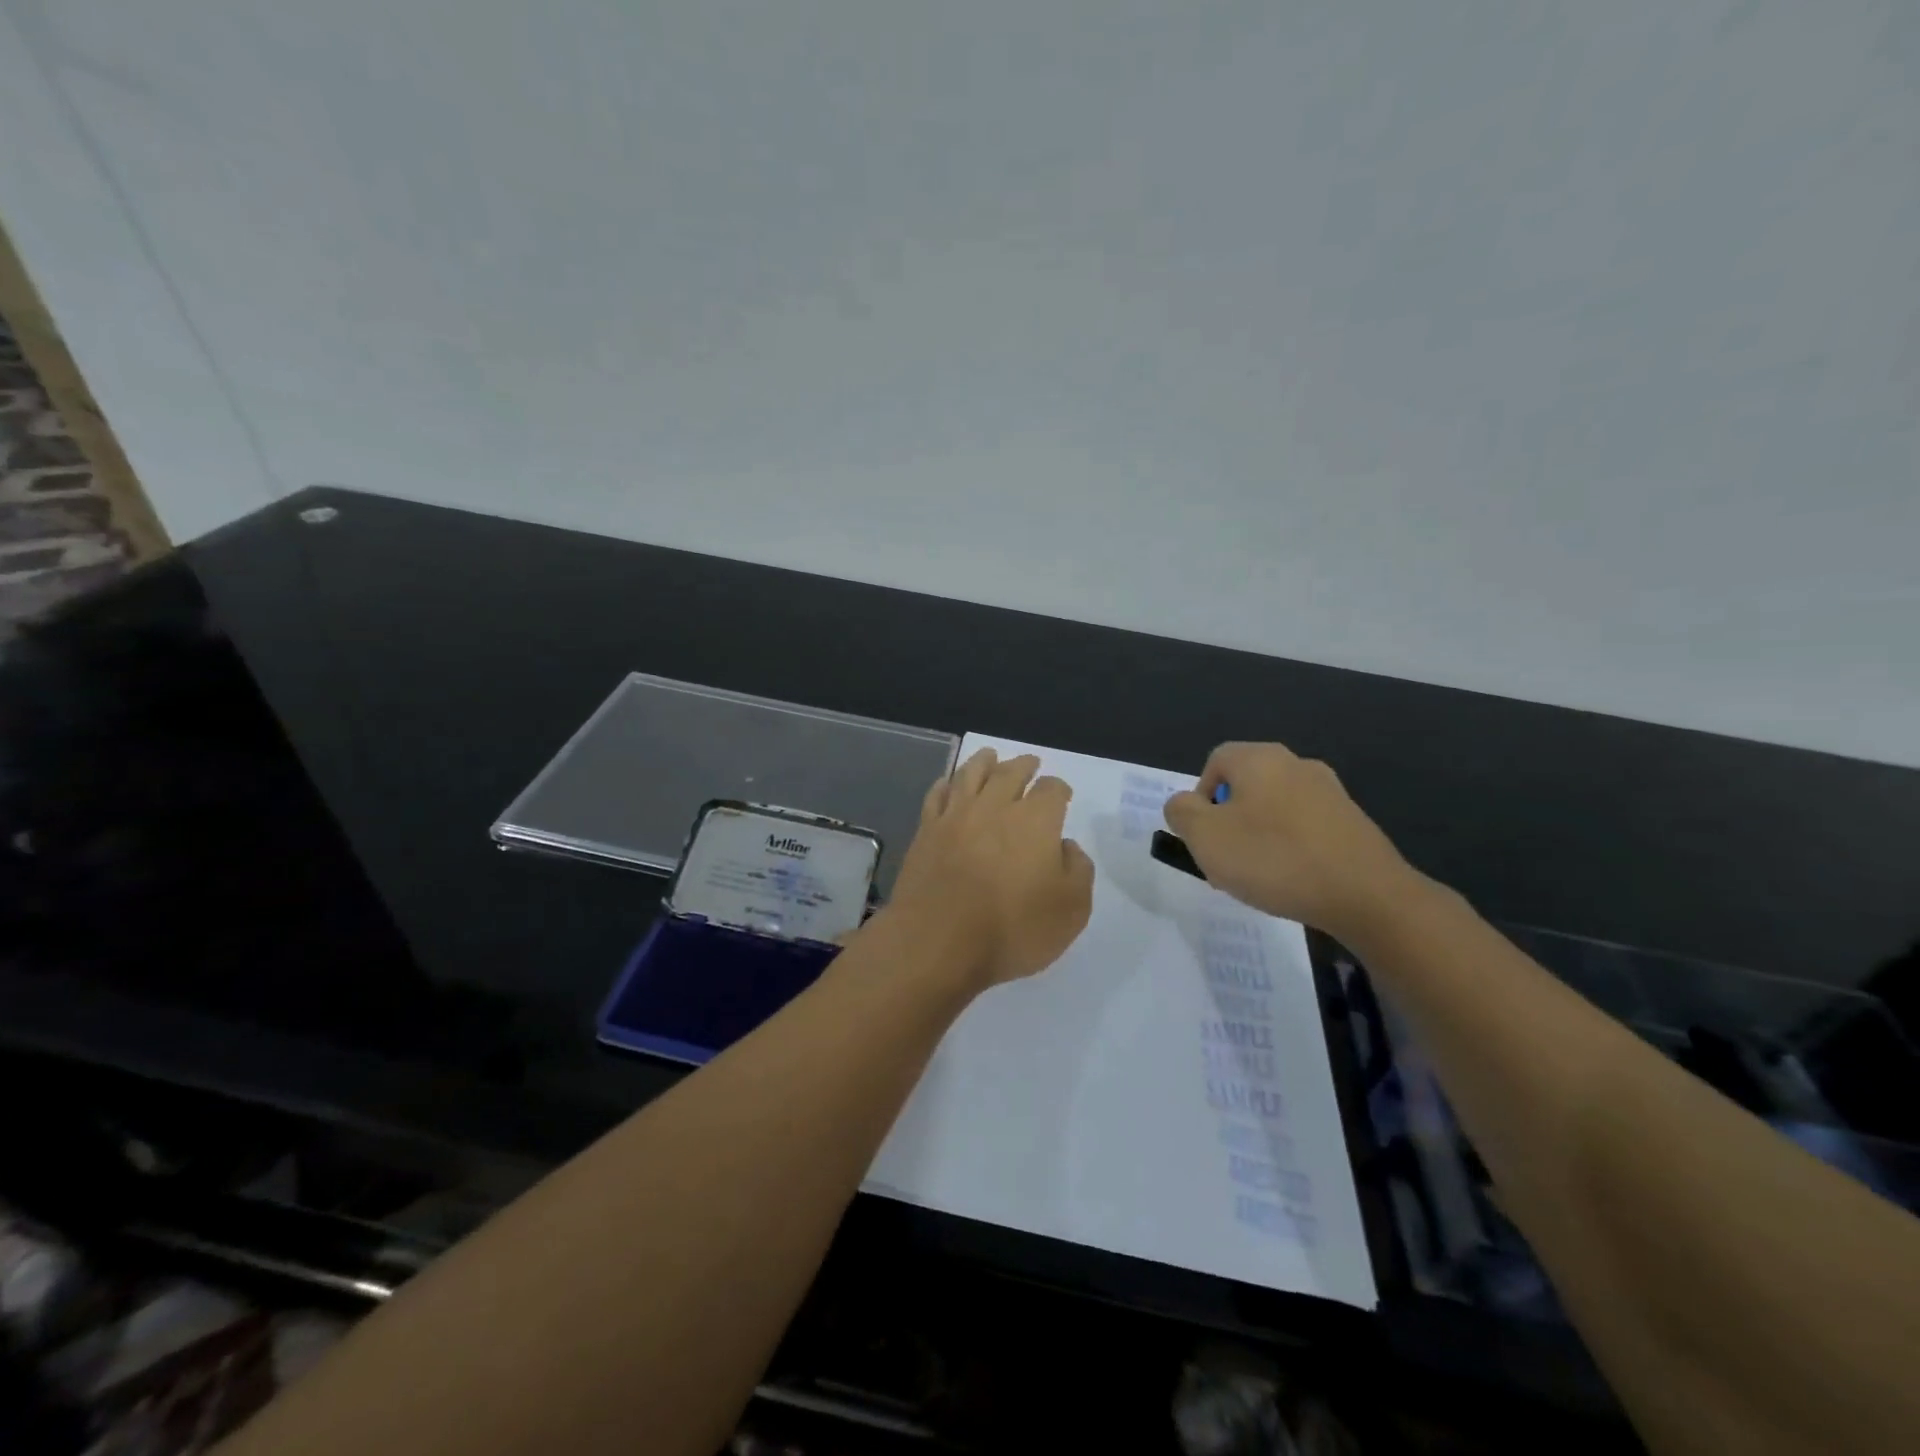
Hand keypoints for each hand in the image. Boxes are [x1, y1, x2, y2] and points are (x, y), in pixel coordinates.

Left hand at [885, 748, 1094, 990]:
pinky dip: (947, 783)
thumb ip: (1078, 871)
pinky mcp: (926, 831)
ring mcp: (955, 816)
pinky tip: (949, 784)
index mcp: (1035, 820)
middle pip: (1010, 773)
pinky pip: (937, 795)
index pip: (1052, 790)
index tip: (1062, 795)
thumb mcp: (1071, 910)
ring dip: (984, 762)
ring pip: (971, 774)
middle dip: (1024, 766)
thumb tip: (1065, 846)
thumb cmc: (1012, 929)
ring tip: (990, 756)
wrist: (938, 941)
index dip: (1059, 789)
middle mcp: (995, 806)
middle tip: (1030, 764)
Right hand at [1162, 742, 1420, 940]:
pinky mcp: (1353, 822)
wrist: (1366, 896)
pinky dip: (1291, 848)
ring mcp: (1330, 792)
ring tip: (1259, 875)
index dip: (1200, 797)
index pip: (1214, 762)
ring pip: (1275, 808)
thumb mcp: (1205, 836)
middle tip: (1226, 858)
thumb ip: (1181, 812)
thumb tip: (1185, 804)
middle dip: (1229, 820)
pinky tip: (1293, 879)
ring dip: (1259, 835)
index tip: (1204, 835)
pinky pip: (1305, 828)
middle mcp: (1296, 764)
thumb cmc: (1274, 858)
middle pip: (1246, 785)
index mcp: (1259, 759)